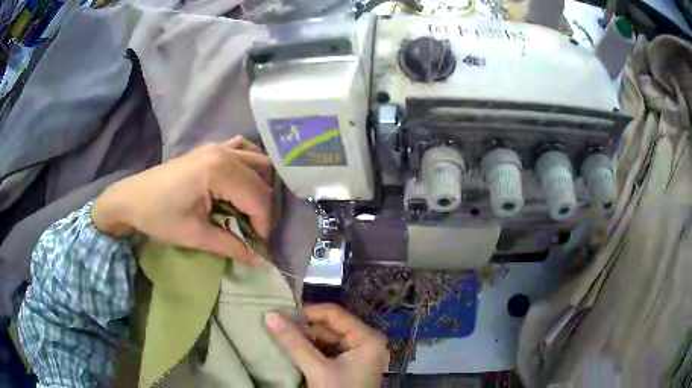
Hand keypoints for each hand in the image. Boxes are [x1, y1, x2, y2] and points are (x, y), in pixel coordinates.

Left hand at [92, 136, 271, 262]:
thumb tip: (260, 261)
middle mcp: (223, 153)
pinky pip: (243, 149)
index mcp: (218, 171)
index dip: (264, 225)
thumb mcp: (195, 235)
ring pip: (257, 162)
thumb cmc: (159, 217)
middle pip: (261, 181)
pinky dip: (250, 165)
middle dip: (263, 210)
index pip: (258, 198)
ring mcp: (218, 146)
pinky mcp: (211, 149)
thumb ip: (231, 245)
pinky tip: (243, 181)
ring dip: (260, 187)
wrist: (132, 198)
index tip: (259, 246)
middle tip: (254, 232)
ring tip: (250, 210)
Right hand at [265, 304, 389, 387]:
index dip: (307, 312)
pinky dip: (310, 350)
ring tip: (281, 337)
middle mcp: (366, 341)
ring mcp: (358, 354)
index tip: (281, 313)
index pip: (334, 314)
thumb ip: (294, 343)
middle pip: (330, 326)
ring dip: (305, 340)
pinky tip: (294, 350)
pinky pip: (327, 350)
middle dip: (303, 329)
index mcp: (367, 338)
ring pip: (327, 339)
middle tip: (277, 327)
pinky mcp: (349, 365)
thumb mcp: (317, 369)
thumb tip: (270, 315)